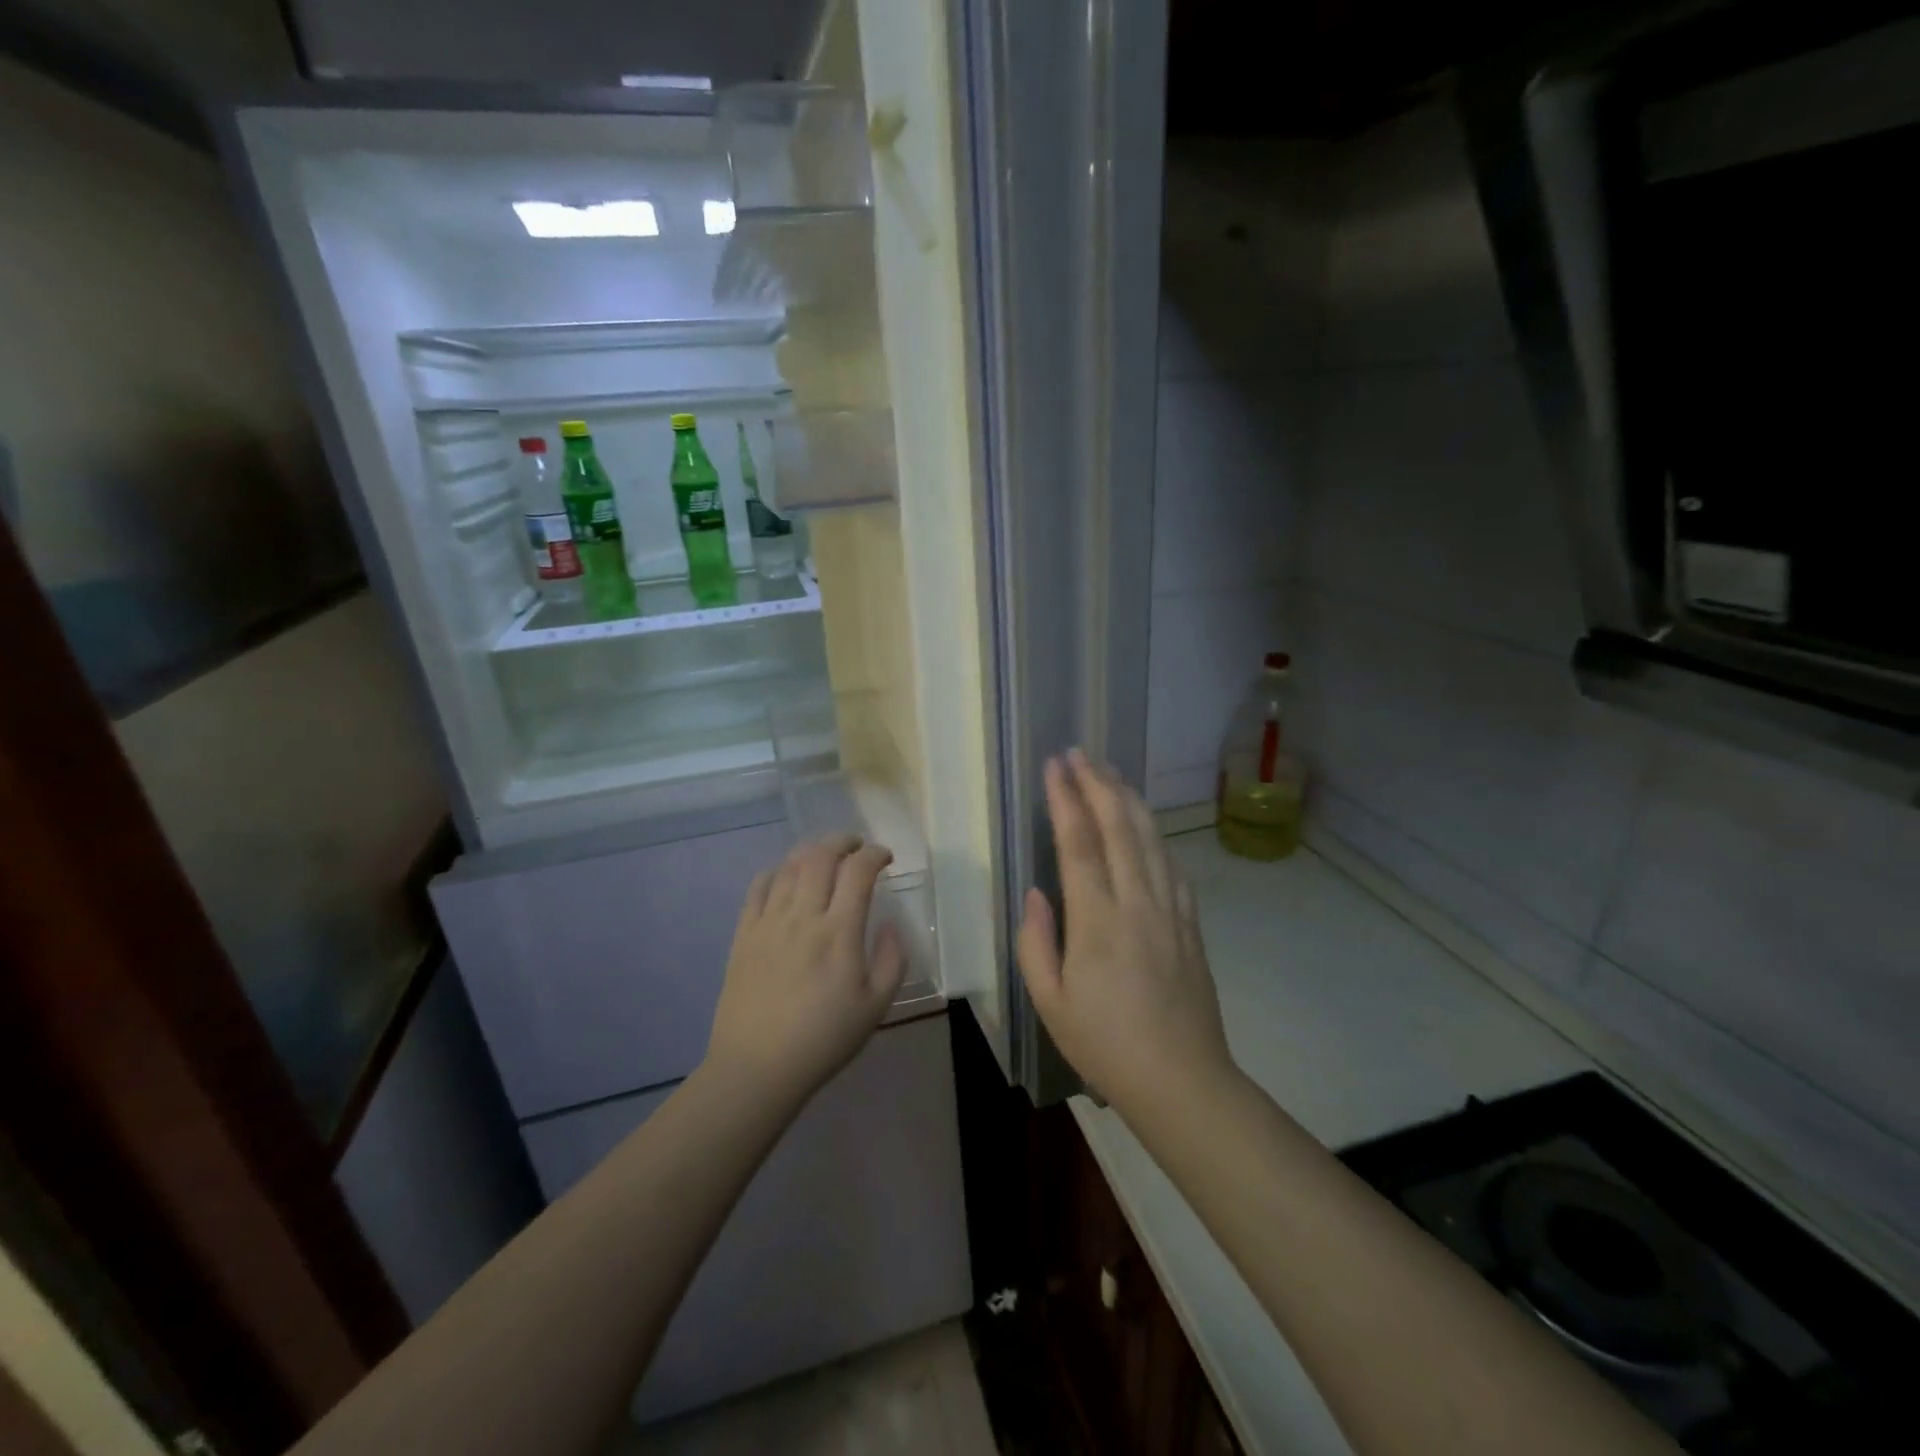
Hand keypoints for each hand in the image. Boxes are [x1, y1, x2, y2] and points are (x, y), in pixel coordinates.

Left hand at [705, 835, 905, 1105]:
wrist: (757, 1067)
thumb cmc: (824, 1039)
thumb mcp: (875, 1007)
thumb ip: (892, 960)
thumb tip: (891, 924)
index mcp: (840, 932)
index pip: (858, 871)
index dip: (875, 854)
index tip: (885, 858)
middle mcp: (803, 916)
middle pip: (821, 856)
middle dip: (843, 841)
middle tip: (856, 846)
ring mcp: (769, 922)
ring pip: (790, 866)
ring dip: (812, 851)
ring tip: (825, 856)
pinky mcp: (743, 933)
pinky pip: (759, 886)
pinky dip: (777, 871)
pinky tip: (786, 877)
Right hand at [1016, 750, 1234, 1117]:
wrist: (1182, 1080)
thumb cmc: (1105, 1045)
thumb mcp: (1050, 1002)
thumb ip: (1036, 941)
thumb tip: (1036, 892)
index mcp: (1097, 922)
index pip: (1080, 844)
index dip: (1066, 799)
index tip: (1055, 766)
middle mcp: (1138, 903)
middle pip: (1120, 827)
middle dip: (1098, 784)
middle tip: (1080, 754)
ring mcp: (1171, 910)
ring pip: (1150, 838)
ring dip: (1128, 799)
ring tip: (1109, 772)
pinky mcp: (1190, 922)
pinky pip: (1170, 864)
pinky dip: (1154, 833)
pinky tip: (1144, 823)